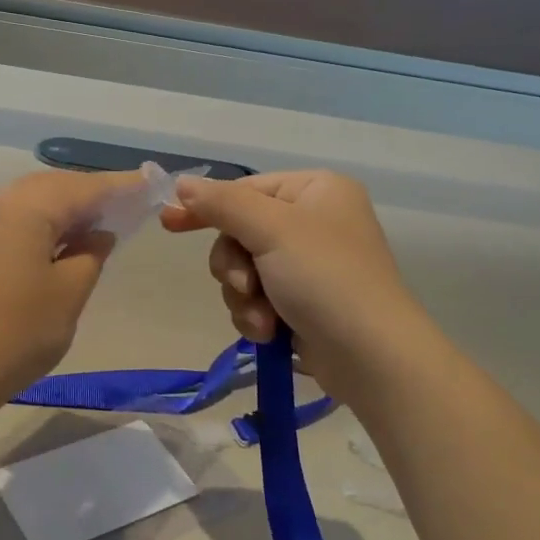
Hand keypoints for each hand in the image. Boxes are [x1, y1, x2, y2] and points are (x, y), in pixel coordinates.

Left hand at [0, 169, 140, 403]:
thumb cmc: (15, 335)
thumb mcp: (68, 295)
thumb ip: (91, 254)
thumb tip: (100, 233)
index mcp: (27, 208)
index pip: (85, 187)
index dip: (121, 185)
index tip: (151, 182)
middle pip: (54, 186)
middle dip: (91, 193)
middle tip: (126, 205)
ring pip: (30, 200)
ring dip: (64, 207)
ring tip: (96, 224)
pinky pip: (11, 218)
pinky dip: (39, 222)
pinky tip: (56, 242)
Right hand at [160, 170, 424, 403]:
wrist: (371, 356)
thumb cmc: (325, 278)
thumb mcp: (271, 230)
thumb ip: (222, 204)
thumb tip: (181, 184)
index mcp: (316, 190)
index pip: (246, 189)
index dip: (207, 208)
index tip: (168, 225)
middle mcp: (314, 221)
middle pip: (240, 233)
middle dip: (235, 267)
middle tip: (245, 286)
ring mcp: (308, 264)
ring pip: (244, 270)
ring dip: (244, 297)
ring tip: (263, 318)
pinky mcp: (303, 302)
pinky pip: (257, 299)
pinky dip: (256, 316)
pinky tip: (270, 332)